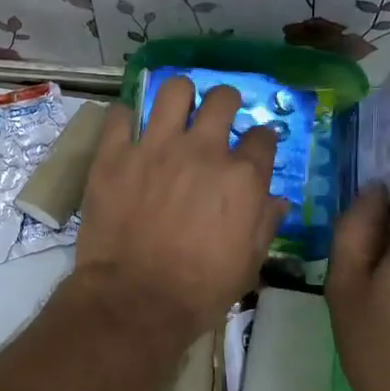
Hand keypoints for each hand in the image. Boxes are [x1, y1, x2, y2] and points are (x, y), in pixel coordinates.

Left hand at [72, 78, 288, 339]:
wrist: (135, 300)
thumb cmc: (199, 290)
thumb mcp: (248, 264)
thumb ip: (265, 223)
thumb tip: (275, 199)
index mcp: (242, 177)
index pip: (263, 136)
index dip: (260, 141)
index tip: (252, 150)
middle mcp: (203, 150)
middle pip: (222, 98)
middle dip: (225, 103)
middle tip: (216, 118)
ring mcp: (155, 147)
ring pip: (173, 90)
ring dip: (179, 97)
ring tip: (175, 111)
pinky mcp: (114, 154)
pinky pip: (121, 114)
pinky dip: (128, 118)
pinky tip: (130, 129)